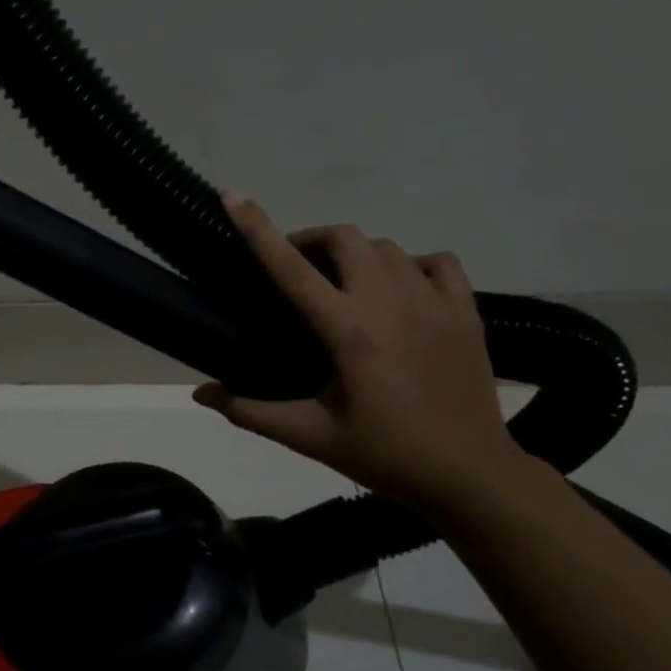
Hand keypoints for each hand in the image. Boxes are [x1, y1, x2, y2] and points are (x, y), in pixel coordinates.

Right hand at [193, 194, 529, 510]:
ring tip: (343, 285)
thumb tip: (200, 393)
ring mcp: (435, 302)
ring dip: (356, 255)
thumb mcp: (310, 437)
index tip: (233, 197)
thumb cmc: (383, 454)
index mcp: (348, 333)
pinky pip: (437, 262)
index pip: (292, 270)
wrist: (469, 472)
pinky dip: (410, 265)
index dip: (258, 230)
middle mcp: (391, 303)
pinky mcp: (466, 310)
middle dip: (312, 241)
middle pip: (346, 238)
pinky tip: (400, 290)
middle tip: (295, 269)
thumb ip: (251, 411)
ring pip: (388, 248)